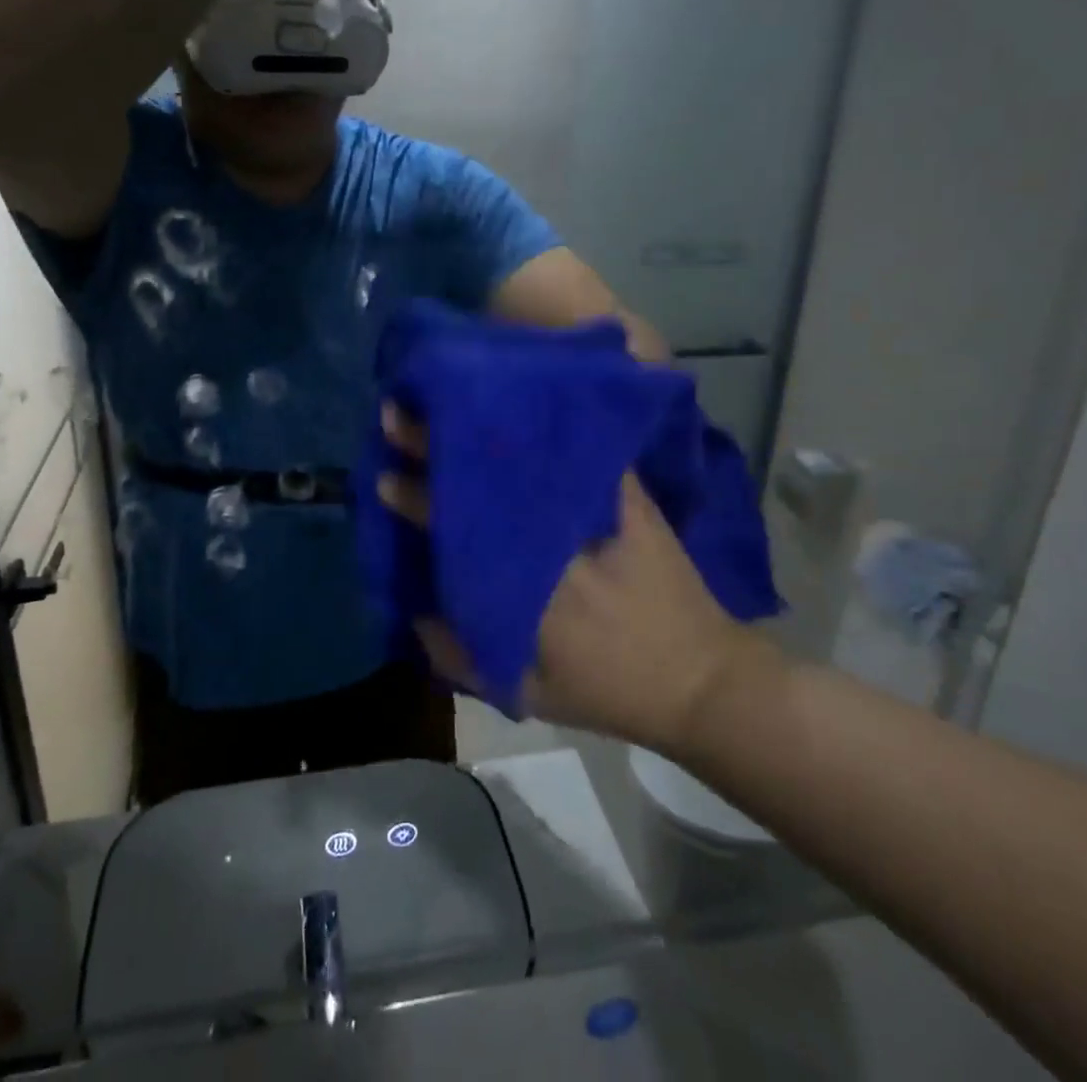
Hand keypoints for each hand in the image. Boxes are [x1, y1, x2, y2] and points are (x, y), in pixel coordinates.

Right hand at [376, 406, 779, 753]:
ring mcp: (596, 507)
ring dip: (486, 422)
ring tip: (449, 394)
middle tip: (399, 411)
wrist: (701, 678)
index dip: (415, 497)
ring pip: (530, 451)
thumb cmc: (609, 690)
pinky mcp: (628, 493)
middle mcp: (555, 537)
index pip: (456, 525)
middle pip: (485, 476)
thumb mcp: (527, 692)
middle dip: (438, 441)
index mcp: (525, 585)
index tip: (385, 474)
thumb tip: (413, 610)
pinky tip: (522, 393)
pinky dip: (548, 420)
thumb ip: (460, 657)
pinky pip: (582, 446)